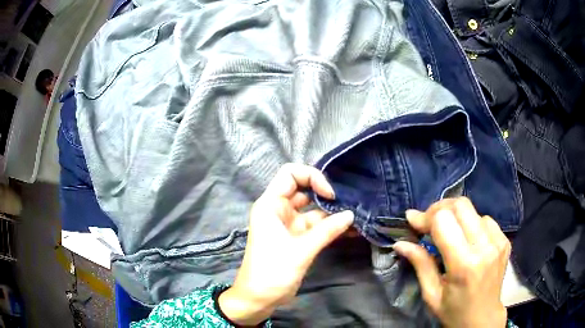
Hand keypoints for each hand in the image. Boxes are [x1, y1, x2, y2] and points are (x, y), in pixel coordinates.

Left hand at [219, 163, 353, 325]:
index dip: (312, 177)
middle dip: (326, 193)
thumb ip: (327, 230)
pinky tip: (350, 228)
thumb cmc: (272, 272)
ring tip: (356, 213)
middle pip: (304, 189)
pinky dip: (330, 226)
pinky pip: (316, 226)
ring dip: (332, 211)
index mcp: (271, 204)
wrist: (259, 298)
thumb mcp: (300, 250)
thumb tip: (351, 215)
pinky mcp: (296, 238)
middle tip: (349, 200)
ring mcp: (288, 224)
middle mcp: (279, 210)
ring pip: (312, 209)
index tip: (330, 194)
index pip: (290, 174)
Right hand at [393, 197, 509, 327]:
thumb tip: (400, 243)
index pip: (444, 221)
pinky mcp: (505, 241)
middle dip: (439, 209)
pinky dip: (472, 223)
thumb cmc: (454, 311)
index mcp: (464, 265)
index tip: (412, 221)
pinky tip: (466, 238)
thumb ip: (420, 264)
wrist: (483, 319)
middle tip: (428, 222)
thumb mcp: (431, 294)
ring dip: (456, 216)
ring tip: (447, 232)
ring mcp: (498, 242)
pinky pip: (486, 220)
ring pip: (473, 210)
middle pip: (461, 205)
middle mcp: (485, 248)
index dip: (425, 217)